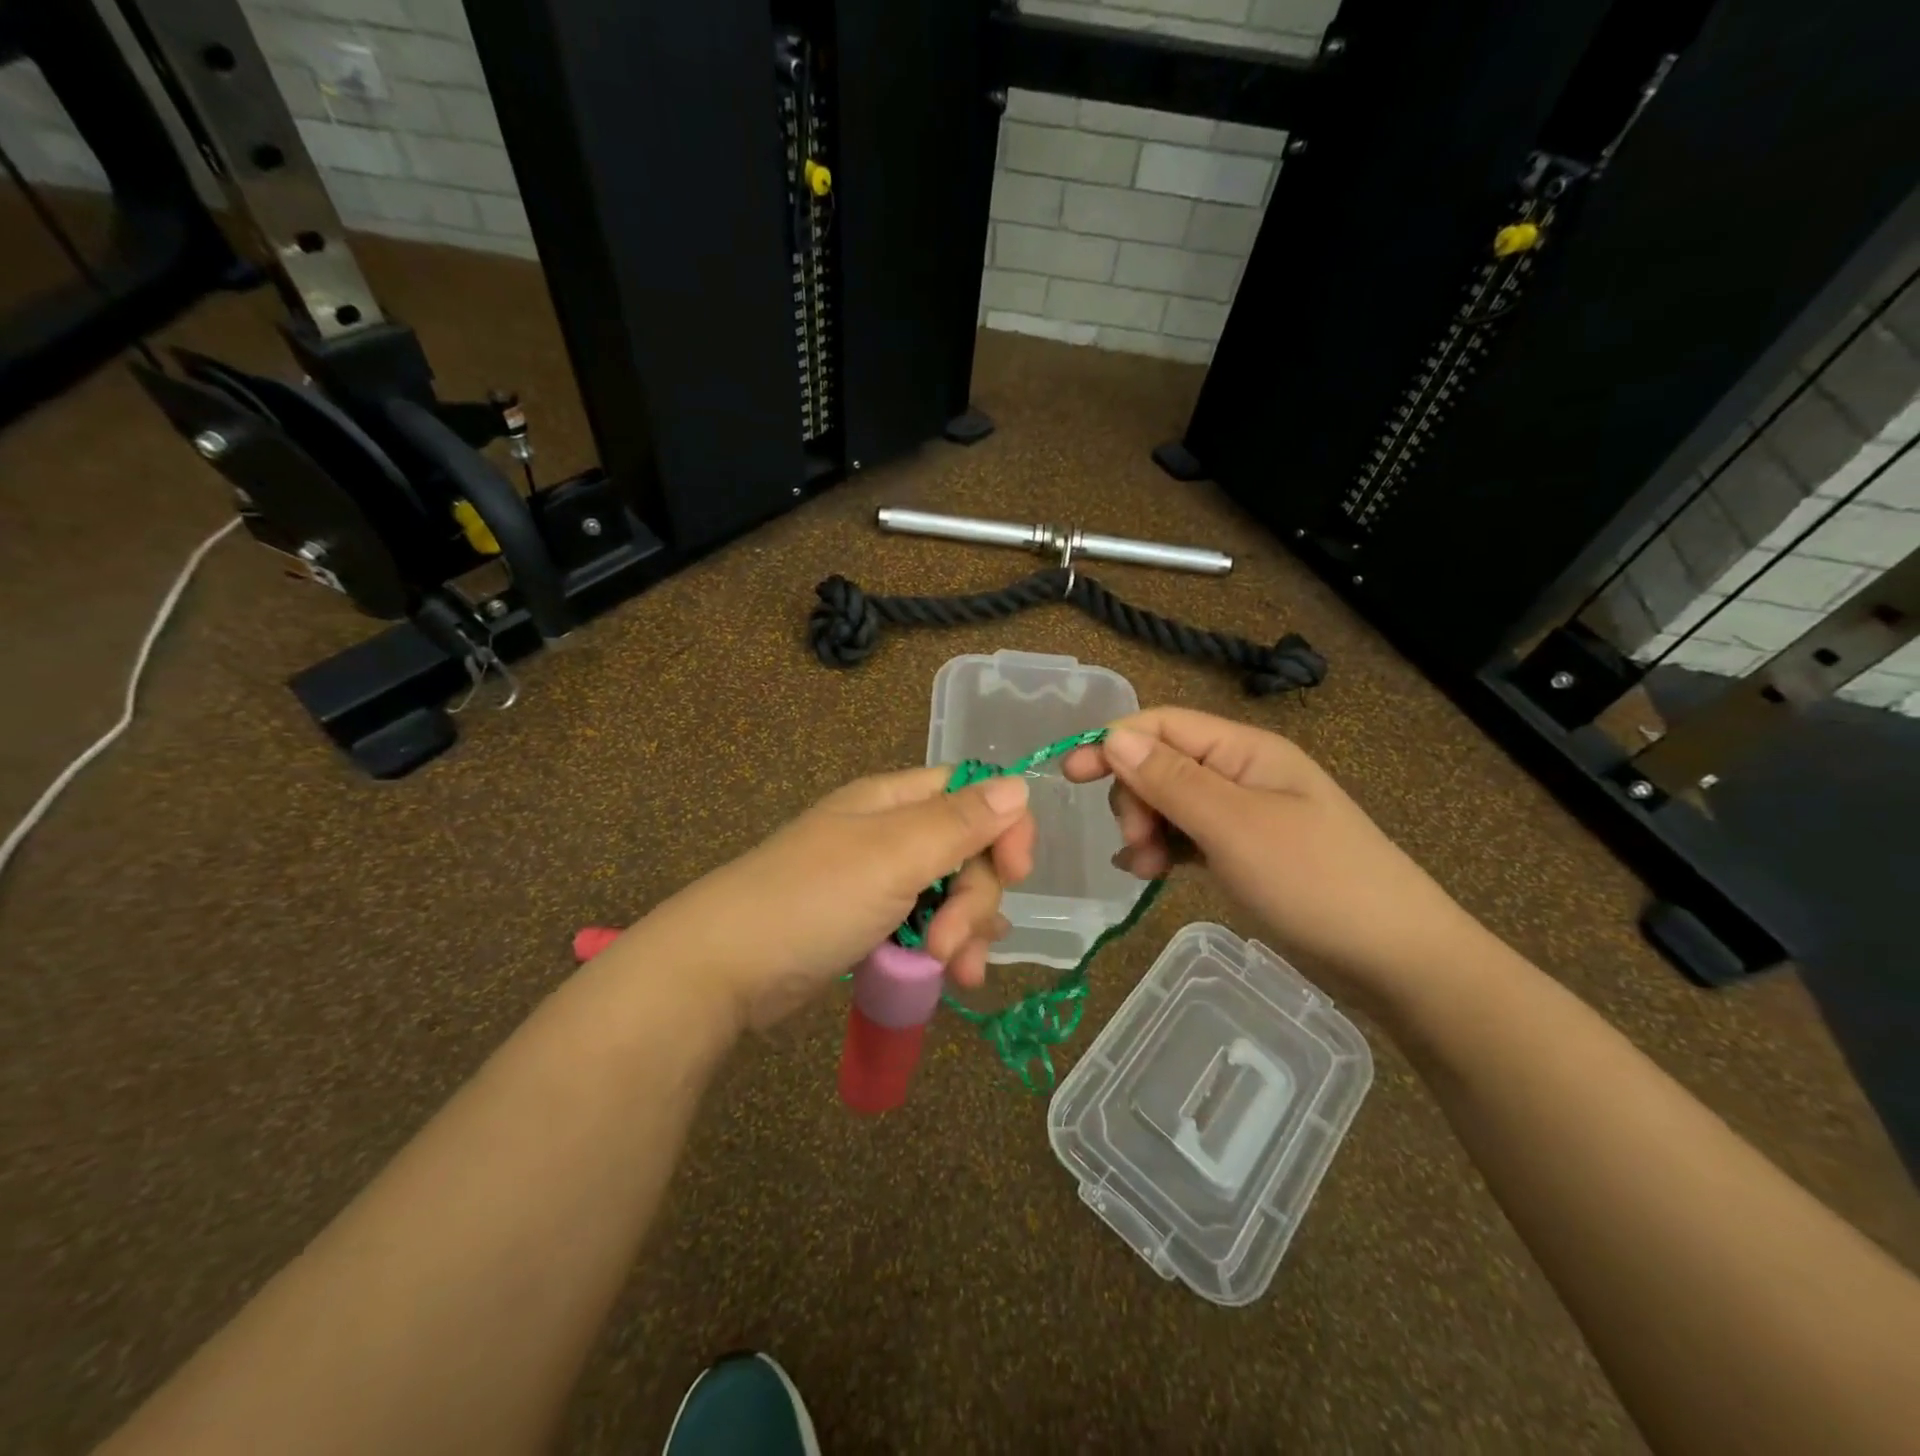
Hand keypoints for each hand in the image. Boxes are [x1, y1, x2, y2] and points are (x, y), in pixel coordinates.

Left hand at [650, 766, 1035, 1030]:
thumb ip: (960, 822)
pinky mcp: (871, 925)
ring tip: (953, 973)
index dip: (1004, 827)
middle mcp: (892, 833)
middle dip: (975, 900)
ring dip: (964, 933)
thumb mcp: (893, 855)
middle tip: (951, 943)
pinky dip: (942, 951)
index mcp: (894, 801)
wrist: (725, 968)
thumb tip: (1020, 784)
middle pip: (968, 852)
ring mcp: (880, 882)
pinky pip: (926, 928)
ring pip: (952, 896)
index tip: (1017, 872)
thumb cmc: (812, 899)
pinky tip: (950, 978)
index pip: (972, 793)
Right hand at [1062, 708, 1484, 1005]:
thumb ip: (1172, 780)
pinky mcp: (1244, 852)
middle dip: (1134, 797)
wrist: (1397, 959)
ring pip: (1170, 803)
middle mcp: (1241, 773)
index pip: (1163, 725)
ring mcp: (1244, 814)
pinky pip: (1187, 836)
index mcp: (1244, 751)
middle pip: (1161, 763)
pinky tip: (1151, 875)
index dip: (1113, 743)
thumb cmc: (1316, 882)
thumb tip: (1113, 736)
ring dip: (1146, 828)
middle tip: (1136, 843)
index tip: (1071, 776)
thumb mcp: (1235, 827)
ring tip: (1145, 869)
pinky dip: (1163, 850)